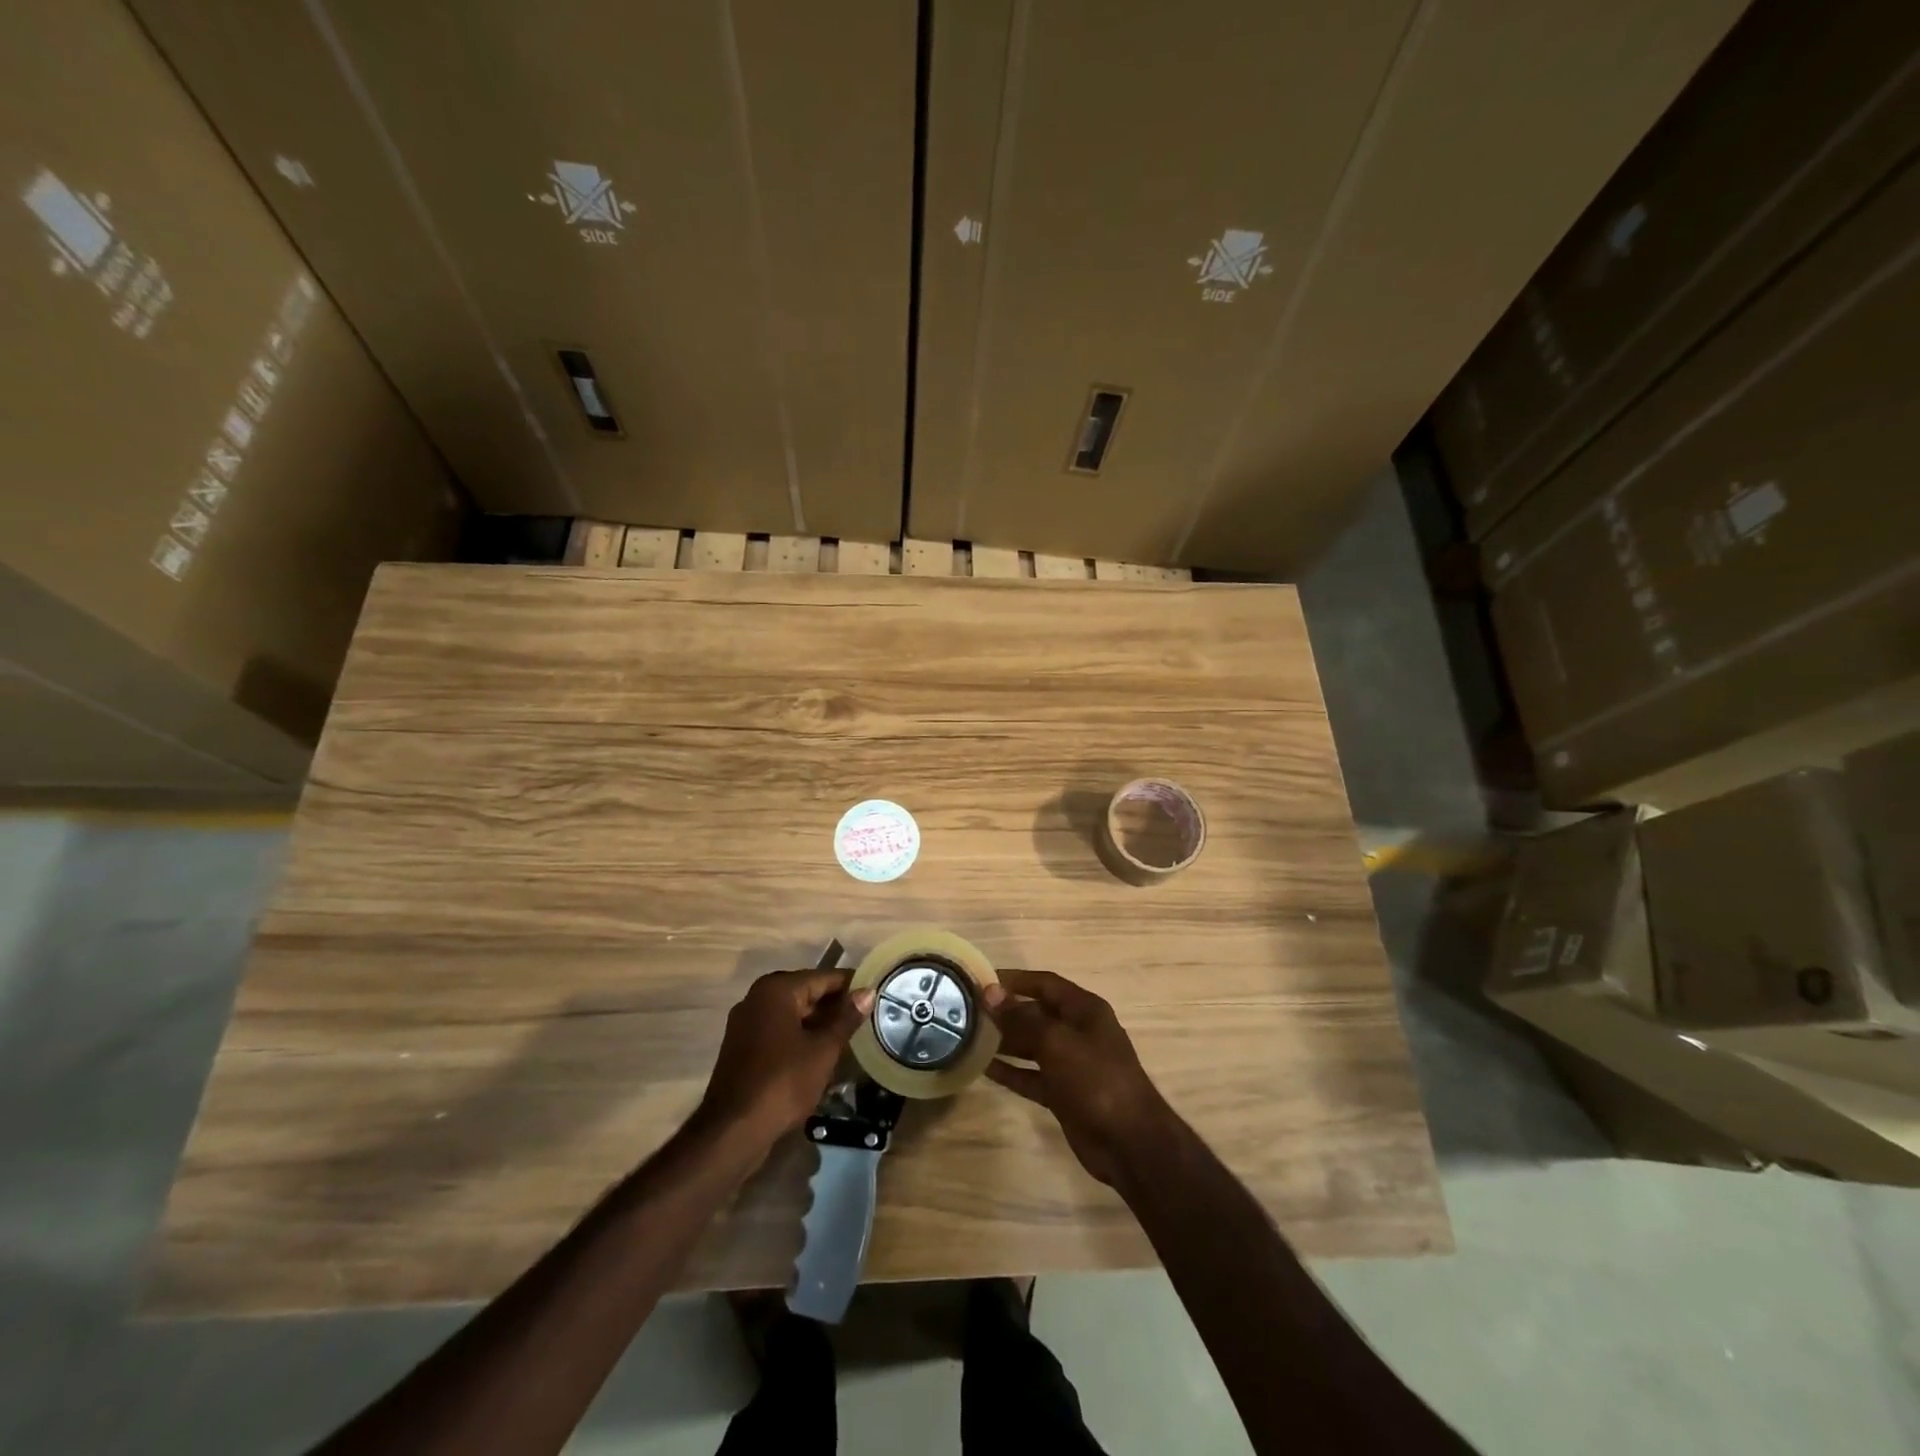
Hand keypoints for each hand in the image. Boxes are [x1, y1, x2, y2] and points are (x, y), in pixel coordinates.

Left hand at [698, 969, 875, 1148]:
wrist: (733, 1130)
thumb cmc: (783, 1082)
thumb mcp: (823, 1050)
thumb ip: (846, 1018)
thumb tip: (868, 992)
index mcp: (777, 990)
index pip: (823, 978)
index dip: (851, 985)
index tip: (875, 993)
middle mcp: (757, 997)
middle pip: (806, 993)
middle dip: (834, 1005)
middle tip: (866, 1017)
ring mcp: (746, 1022)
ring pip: (792, 1013)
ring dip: (818, 1023)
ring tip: (849, 1035)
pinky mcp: (742, 1046)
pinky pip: (778, 1030)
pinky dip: (799, 1036)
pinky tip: (821, 1052)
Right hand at [983, 969, 1177, 1186]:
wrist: (1129, 1142)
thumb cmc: (1096, 1079)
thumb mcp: (1056, 1042)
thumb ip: (1021, 1018)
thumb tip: (989, 993)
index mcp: (1084, 1009)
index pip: (1045, 983)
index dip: (1014, 980)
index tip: (981, 980)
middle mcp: (1078, 1031)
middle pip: (1036, 1013)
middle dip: (1005, 1011)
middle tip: (968, 1011)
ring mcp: (1071, 1064)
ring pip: (1032, 1045)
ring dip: (1005, 1040)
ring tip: (970, 1036)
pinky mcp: (1063, 1093)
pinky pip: (1031, 1075)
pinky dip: (1011, 1071)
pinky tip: (984, 1068)